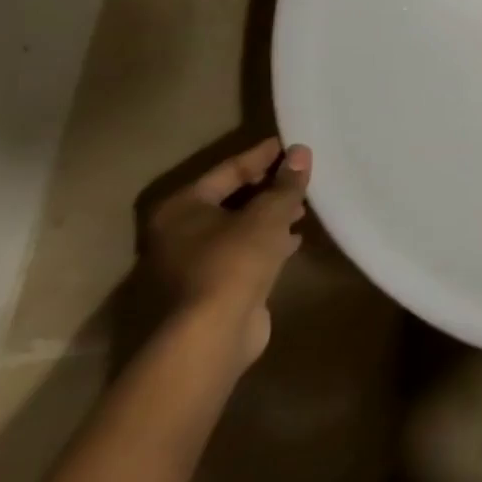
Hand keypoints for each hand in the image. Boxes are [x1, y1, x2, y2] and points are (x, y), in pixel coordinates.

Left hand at [141, 137, 309, 364]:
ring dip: (269, 216)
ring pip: (237, 227)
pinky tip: (294, 239)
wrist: (212, 335)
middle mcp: (178, 233)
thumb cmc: (234, 262)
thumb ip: (286, 182)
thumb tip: (301, 152)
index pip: (228, 170)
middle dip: (268, 187)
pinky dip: (266, 243)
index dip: (262, 156)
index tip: (291, 145)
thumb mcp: (268, 214)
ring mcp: (191, 263)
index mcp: (181, 207)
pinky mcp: (209, 288)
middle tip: (300, 176)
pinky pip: (241, 252)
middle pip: (230, 198)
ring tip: (303, 207)